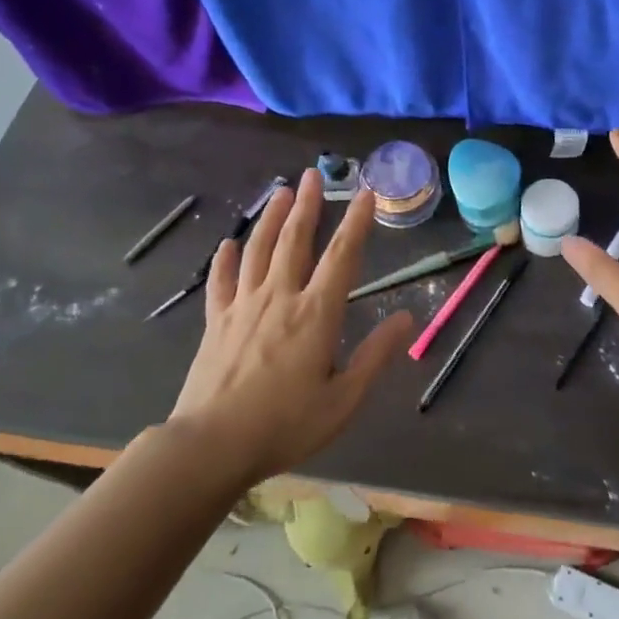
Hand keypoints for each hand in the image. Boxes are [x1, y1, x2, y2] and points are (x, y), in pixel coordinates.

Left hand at [171, 170, 413, 481]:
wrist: (211, 445)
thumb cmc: (285, 425)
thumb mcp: (344, 399)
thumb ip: (376, 354)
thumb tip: (408, 317)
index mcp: (316, 314)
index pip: (342, 256)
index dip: (356, 222)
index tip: (365, 193)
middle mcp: (280, 297)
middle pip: (295, 240)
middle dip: (307, 205)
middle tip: (311, 173)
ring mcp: (243, 306)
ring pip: (258, 250)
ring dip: (270, 218)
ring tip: (280, 192)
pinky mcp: (215, 322)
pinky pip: (222, 281)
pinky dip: (226, 259)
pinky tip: (229, 243)